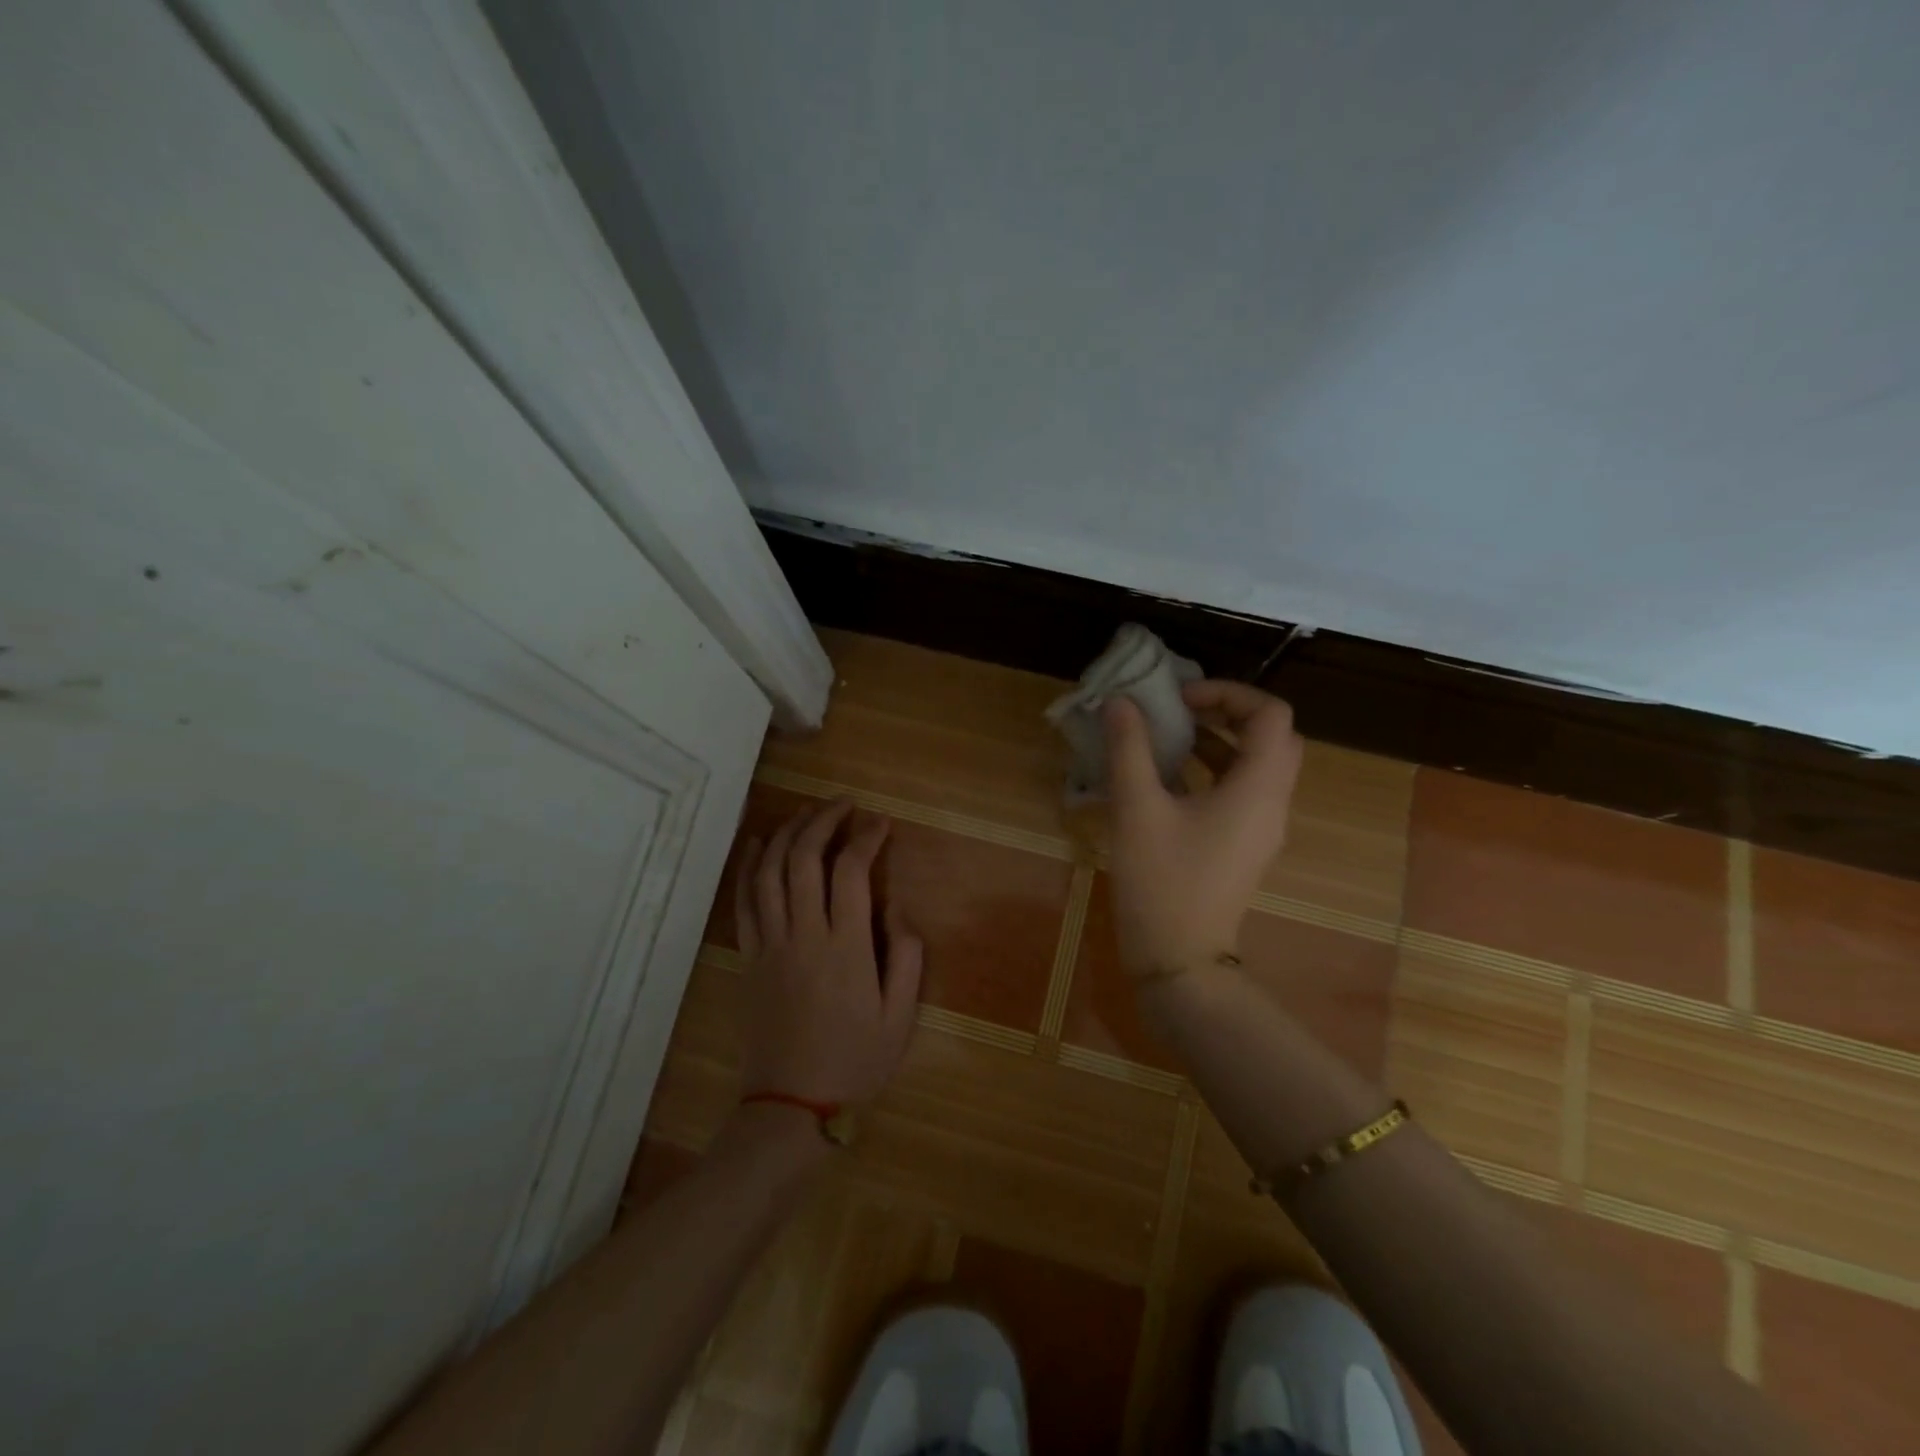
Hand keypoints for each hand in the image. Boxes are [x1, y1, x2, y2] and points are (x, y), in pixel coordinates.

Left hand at [735, 799, 923, 1107]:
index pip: (851, 872)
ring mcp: (770, 943)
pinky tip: (759, 842)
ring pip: (770, 871)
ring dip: (788, 833)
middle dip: (823, 821)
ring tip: (807, 813)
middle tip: (843, 804)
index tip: (881, 824)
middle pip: (805, 859)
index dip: (865, 839)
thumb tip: (896, 910)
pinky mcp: (749, 956)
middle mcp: (804, 934)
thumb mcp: (901, 1017)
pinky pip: (744, 901)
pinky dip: (749, 865)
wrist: (791, 1105)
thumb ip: (907, 957)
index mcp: (846, 947)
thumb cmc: (855, 1060)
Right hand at [1104, 680, 1304, 978]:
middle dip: (1226, 713)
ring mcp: (1261, 828)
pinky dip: (1211, 771)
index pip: (1271, 715)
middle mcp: (1271, 804)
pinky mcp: (1243, 846)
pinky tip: (1165, 779)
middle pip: (1270, 737)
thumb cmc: (1161, 881)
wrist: (1179, 960)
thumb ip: (1129, 749)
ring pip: (1255, 766)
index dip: (1229, 693)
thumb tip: (1121, 702)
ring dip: (1217, 741)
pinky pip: (1239, 792)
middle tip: (1180, 711)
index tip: (1181, 699)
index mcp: (1258, 788)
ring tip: (1167, 737)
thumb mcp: (1137, 809)